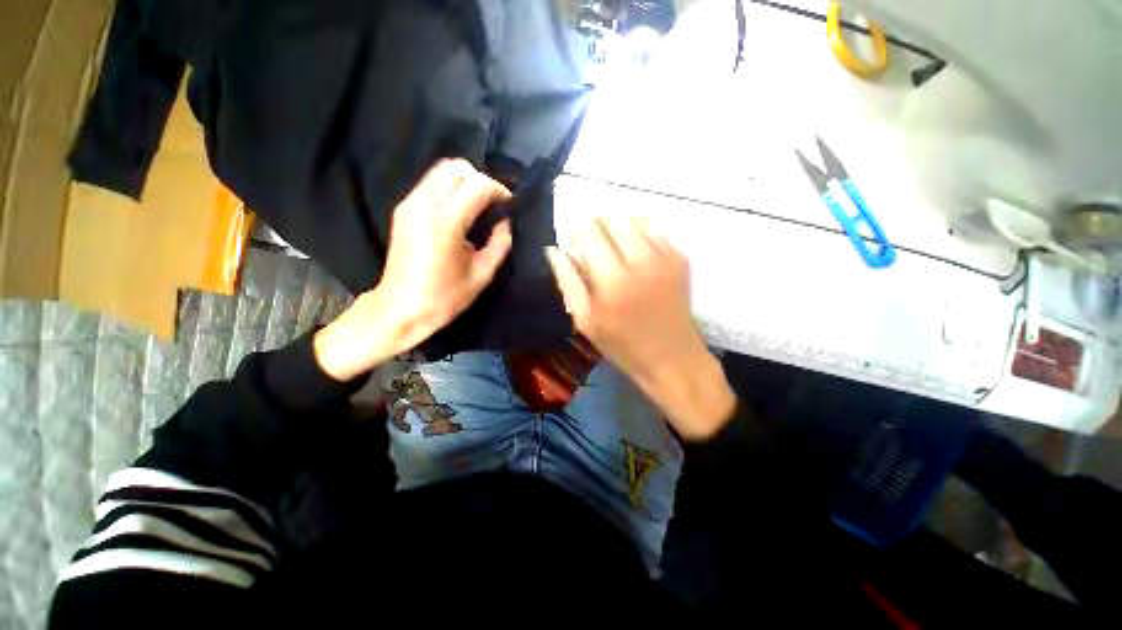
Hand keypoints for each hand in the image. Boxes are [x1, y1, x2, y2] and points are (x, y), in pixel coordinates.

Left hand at [315, 159, 512, 380]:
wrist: (400, 309)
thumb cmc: (444, 297)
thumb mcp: (482, 274)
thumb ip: (499, 244)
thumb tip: (504, 223)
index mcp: (445, 223)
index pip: (476, 185)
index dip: (498, 190)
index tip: (509, 204)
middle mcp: (423, 205)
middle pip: (455, 168)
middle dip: (481, 179)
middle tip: (494, 203)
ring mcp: (409, 204)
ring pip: (441, 171)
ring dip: (465, 181)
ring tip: (480, 205)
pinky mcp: (403, 209)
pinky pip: (431, 183)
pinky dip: (451, 188)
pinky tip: (462, 210)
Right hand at [546, 218, 735, 439]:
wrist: (673, 358)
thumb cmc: (622, 345)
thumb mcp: (585, 321)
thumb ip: (567, 281)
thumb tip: (554, 250)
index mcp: (612, 281)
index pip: (588, 233)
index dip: (576, 229)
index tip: (572, 239)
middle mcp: (641, 262)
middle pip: (612, 220)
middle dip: (596, 225)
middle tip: (591, 243)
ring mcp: (665, 257)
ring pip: (634, 220)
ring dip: (617, 227)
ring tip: (612, 247)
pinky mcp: (681, 258)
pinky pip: (655, 230)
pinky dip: (639, 233)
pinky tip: (634, 252)